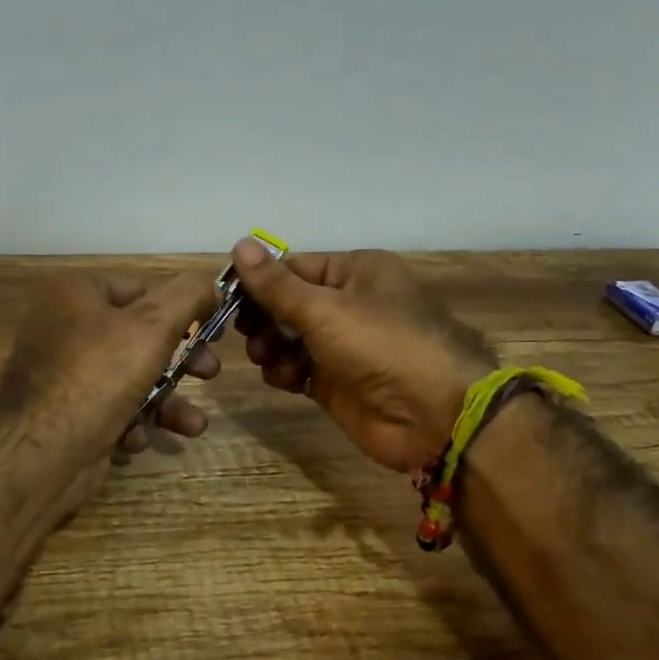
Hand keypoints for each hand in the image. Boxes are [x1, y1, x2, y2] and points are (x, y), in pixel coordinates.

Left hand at [0, 268, 222, 480]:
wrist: (40, 454)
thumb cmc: (98, 375)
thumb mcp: (153, 325)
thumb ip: (188, 296)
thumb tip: (211, 284)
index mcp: (74, 294)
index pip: (140, 289)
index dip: (181, 307)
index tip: (214, 329)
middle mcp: (64, 329)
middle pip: (139, 337)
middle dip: (181, 360)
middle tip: (210, 373)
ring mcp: (63, 376)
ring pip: (130, 381)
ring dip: (167, 403)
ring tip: (194, 425)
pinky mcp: (66, 417)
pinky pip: (110, 412)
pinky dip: (132, 425)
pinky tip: (139, 439)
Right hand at [231, 241, 497, 472]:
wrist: (433, 416)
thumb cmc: (380, 345)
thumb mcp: (323, 309)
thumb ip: (276, 284)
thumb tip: (239, 243)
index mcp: (357, 272)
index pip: (295, 267)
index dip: (260, 280)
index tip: (225, 296)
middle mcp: (350, 303)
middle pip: (289, 303)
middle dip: (264, 317)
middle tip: (246, 332)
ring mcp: (344, 345)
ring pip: (290, 337)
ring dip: (272, 346)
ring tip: (267, 357)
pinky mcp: (337, 382)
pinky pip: (298, 368)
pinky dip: (286, 371)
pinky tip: (285, 378)